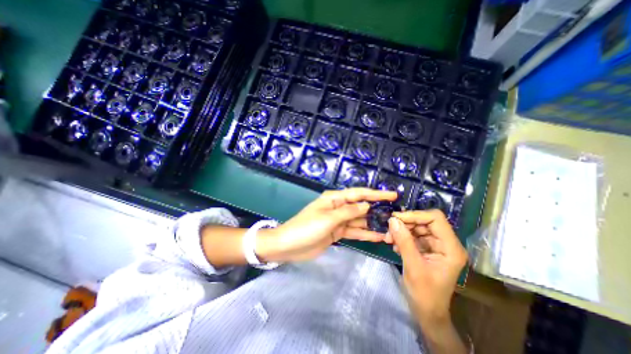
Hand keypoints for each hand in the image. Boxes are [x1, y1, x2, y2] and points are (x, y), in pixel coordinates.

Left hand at [254, 188, 393, 262]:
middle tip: (396, 213)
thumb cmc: (306, 228)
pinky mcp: (337, 232)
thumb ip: (348, 212)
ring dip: (373, 224)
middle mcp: (338, 207)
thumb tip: (366, 205)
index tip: (392, 195)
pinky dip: (365, 234)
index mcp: (334, 199)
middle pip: (360, 207)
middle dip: (377, 209)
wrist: (289, 246)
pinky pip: (353, 231)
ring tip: (391, 227)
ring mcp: (338, 221)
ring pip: (359, 220)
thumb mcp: (328, 219)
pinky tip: (378, 237)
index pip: (358, 194)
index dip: (376, 193)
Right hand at [384, 210, 467, 325]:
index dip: (416, 215)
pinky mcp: (427, 248)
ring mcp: (436, 245)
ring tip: (388, 239)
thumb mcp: (413, 266)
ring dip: (401, 231)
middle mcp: (445, 243)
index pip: (435, 219)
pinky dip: (402, 237)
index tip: (396, 218)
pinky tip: (394, 245)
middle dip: (405, 224)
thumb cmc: (425, 294)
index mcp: (451, 248)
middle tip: (389, 230)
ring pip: (417, 227)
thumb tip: (392, 220)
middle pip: (424, 221)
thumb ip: (404, 241)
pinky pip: (413, 235)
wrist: (427, 312)